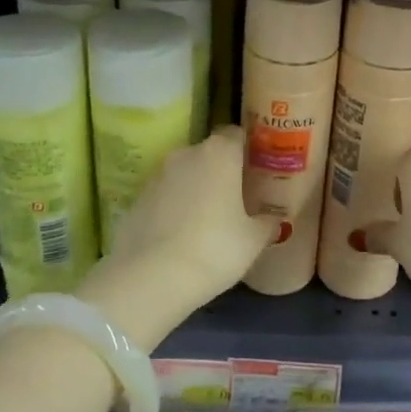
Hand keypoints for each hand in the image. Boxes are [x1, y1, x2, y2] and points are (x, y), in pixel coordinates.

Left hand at [81, 126, 278, 347]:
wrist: (151, 277)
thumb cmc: (215, 249)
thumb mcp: (253, 240)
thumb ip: (267, 223)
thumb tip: (274, 219)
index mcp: (219, 154)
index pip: (236, 134)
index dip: (246, 149)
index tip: (255, 168)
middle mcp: (185, 154)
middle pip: (208, 154)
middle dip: (221, 170)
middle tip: (235, 197)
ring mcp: (156, 175)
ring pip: (183, 174)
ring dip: (195, 188)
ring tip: (207, 219)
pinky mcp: (136, 199)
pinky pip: (163, 196)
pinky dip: (173, 207)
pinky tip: (180, 234)